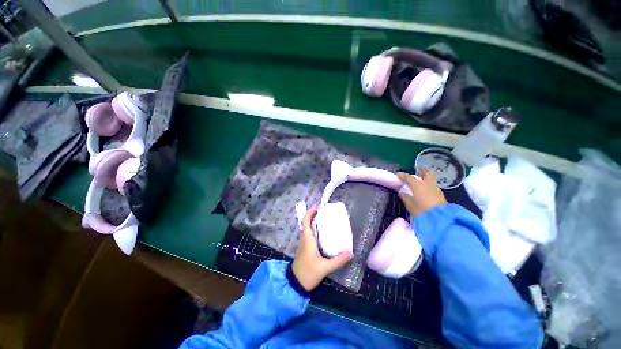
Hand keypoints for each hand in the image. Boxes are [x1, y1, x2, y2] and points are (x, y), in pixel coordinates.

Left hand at [292, 206, 352, 291]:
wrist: (295, 284)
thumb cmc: (308, 273)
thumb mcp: (325, 267)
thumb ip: (338, 260)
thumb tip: (351, 253)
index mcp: (307, 239)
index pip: (306, 221)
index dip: (311, 212)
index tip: (319, 207)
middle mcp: (304, 239)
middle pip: (307, 222)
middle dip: (315, 215)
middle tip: (326, 212)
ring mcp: (304, 244)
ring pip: (308, 228)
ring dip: (315, 221)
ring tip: (326, 220)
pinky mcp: (305, 248)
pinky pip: (310, 235)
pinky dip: (315, 230)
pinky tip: (324, 234)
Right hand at [397, 169, 446, 216]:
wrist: (440, 219)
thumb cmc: (421, 211)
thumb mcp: (410, 205)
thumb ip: (405, 197)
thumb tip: (402, 192)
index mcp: (418, 185)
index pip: (409, 177)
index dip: (402, 175)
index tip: (398, 174)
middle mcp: (427, 184)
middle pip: (426, 173)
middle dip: (421, 171)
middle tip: (416, 172)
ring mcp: (435, 188)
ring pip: (430, 179)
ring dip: (425, 178)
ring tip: (420, 182)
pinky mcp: (441, 194)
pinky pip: (433, 186)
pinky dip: (428, 185)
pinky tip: (425, 190)